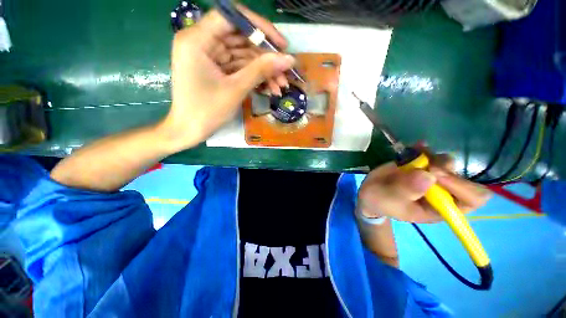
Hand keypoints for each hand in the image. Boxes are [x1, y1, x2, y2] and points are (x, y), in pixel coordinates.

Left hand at [159, 7, 294, 151]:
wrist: (189, 131)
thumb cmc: (207, 111)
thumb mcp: (236, 89)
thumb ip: (261, 70)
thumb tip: (288, 59)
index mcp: (197, 39)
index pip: (232, 17)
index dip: (260, 27)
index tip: (281, 44)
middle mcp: (201, 41)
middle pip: (240, 38)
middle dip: (266, 56)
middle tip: (286, 70)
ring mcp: (209, 56)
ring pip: (243, 55)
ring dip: (264, 70)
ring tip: (281, 85)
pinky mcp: (216, 69)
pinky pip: (239, 68)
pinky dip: (255, 77)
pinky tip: (270, 88)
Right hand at [357, 150, 491, 223]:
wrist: (372, 192)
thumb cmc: (381, 201)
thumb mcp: (388, 200)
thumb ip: (404, 191)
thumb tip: (427, 176)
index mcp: (440, 209)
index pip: (471, 199)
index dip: (461, 186)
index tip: (434, 174)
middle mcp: (443, 193)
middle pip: (463, 177)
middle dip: (445, 168)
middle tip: (425, 164)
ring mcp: (433, 178)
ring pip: (447, 163)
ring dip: (433, 157)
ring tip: (415, 156)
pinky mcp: (421, 166)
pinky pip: (431, 154)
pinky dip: (424, 149)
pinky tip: (416, 146)